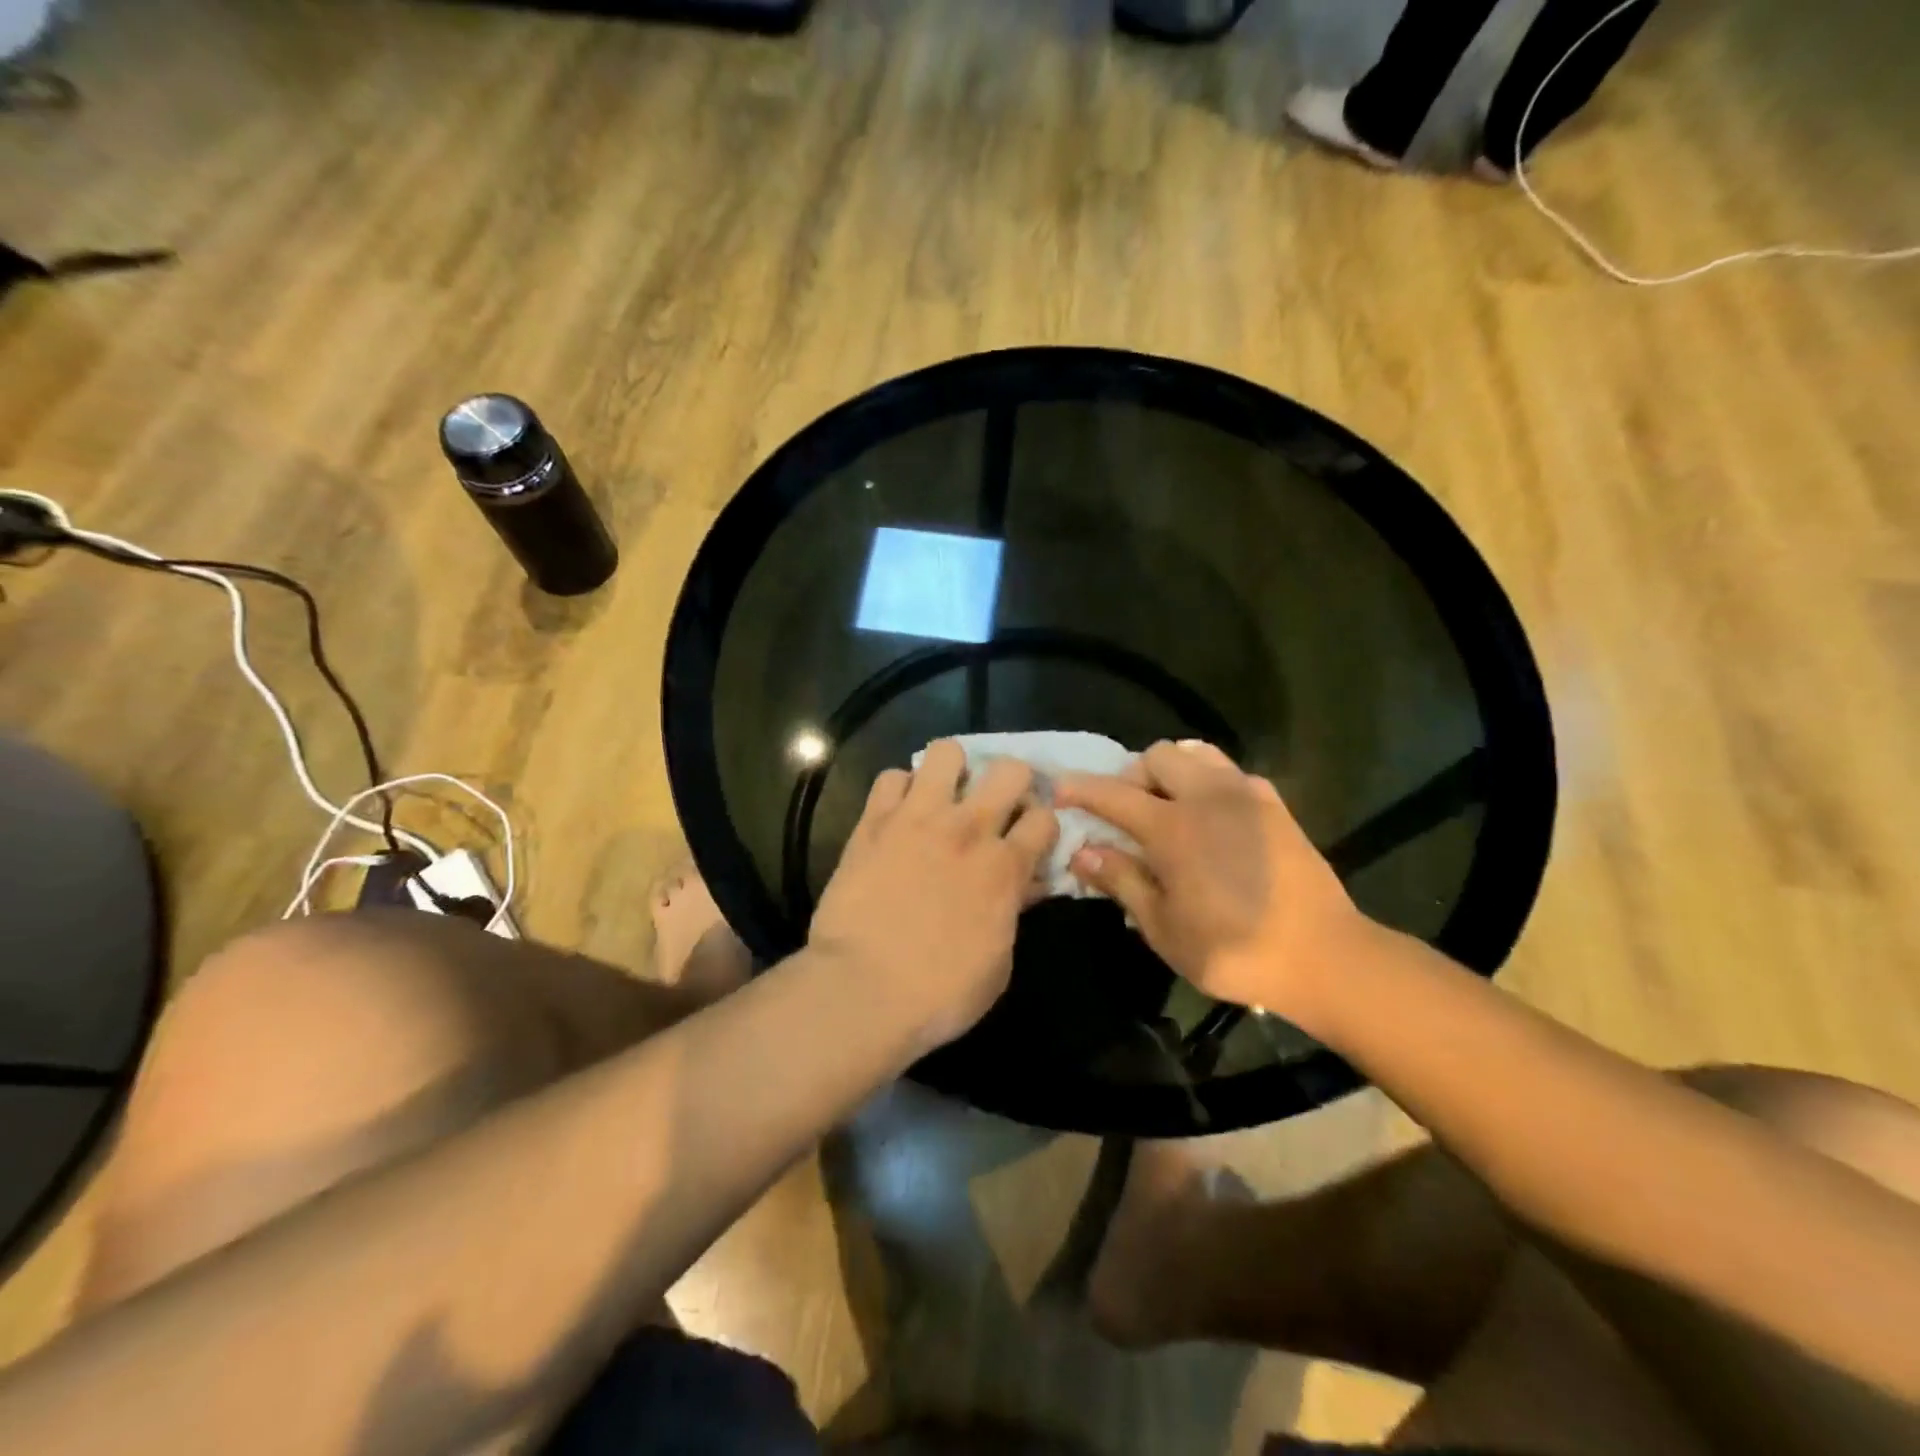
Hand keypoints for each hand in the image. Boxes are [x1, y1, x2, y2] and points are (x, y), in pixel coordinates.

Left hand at [810, 741, 1059, 1049]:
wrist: (862, 990)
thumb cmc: (939, 994)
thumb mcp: (998, 965)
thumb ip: (1012, 913)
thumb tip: (1022, 885)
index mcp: (1004, 867)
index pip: (1045, 818)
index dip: (1041, 827)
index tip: (1030, 839)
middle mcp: (968, 829)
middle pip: (1009, 769)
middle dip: (1010, 783)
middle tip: (994, 807)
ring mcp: (918, 818)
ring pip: (946, 752)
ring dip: (951, 771)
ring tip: (942, 796)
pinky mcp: (874, 821)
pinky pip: (891, 777)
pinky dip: (899, 790)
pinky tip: (897, 813)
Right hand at [1054, 740, 1366, 1017]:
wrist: (1324, 956)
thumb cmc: (1233, 950)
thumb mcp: (1164, 928)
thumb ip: (1122, 882)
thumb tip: (1083, 852)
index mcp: (1173, 828)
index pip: (1113, 794)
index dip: (1081, 789)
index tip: (1059, 790)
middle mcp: (1207, 797)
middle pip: (1157, 755)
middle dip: (1132, 775)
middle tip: (1128, 812)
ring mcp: (1246, 795)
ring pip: (1196, 753)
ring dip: (1172, 771)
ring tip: (1168, 806)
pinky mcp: (1274, 804)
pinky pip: (1230, 772)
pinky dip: (1208, 781)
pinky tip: (1211, 816)